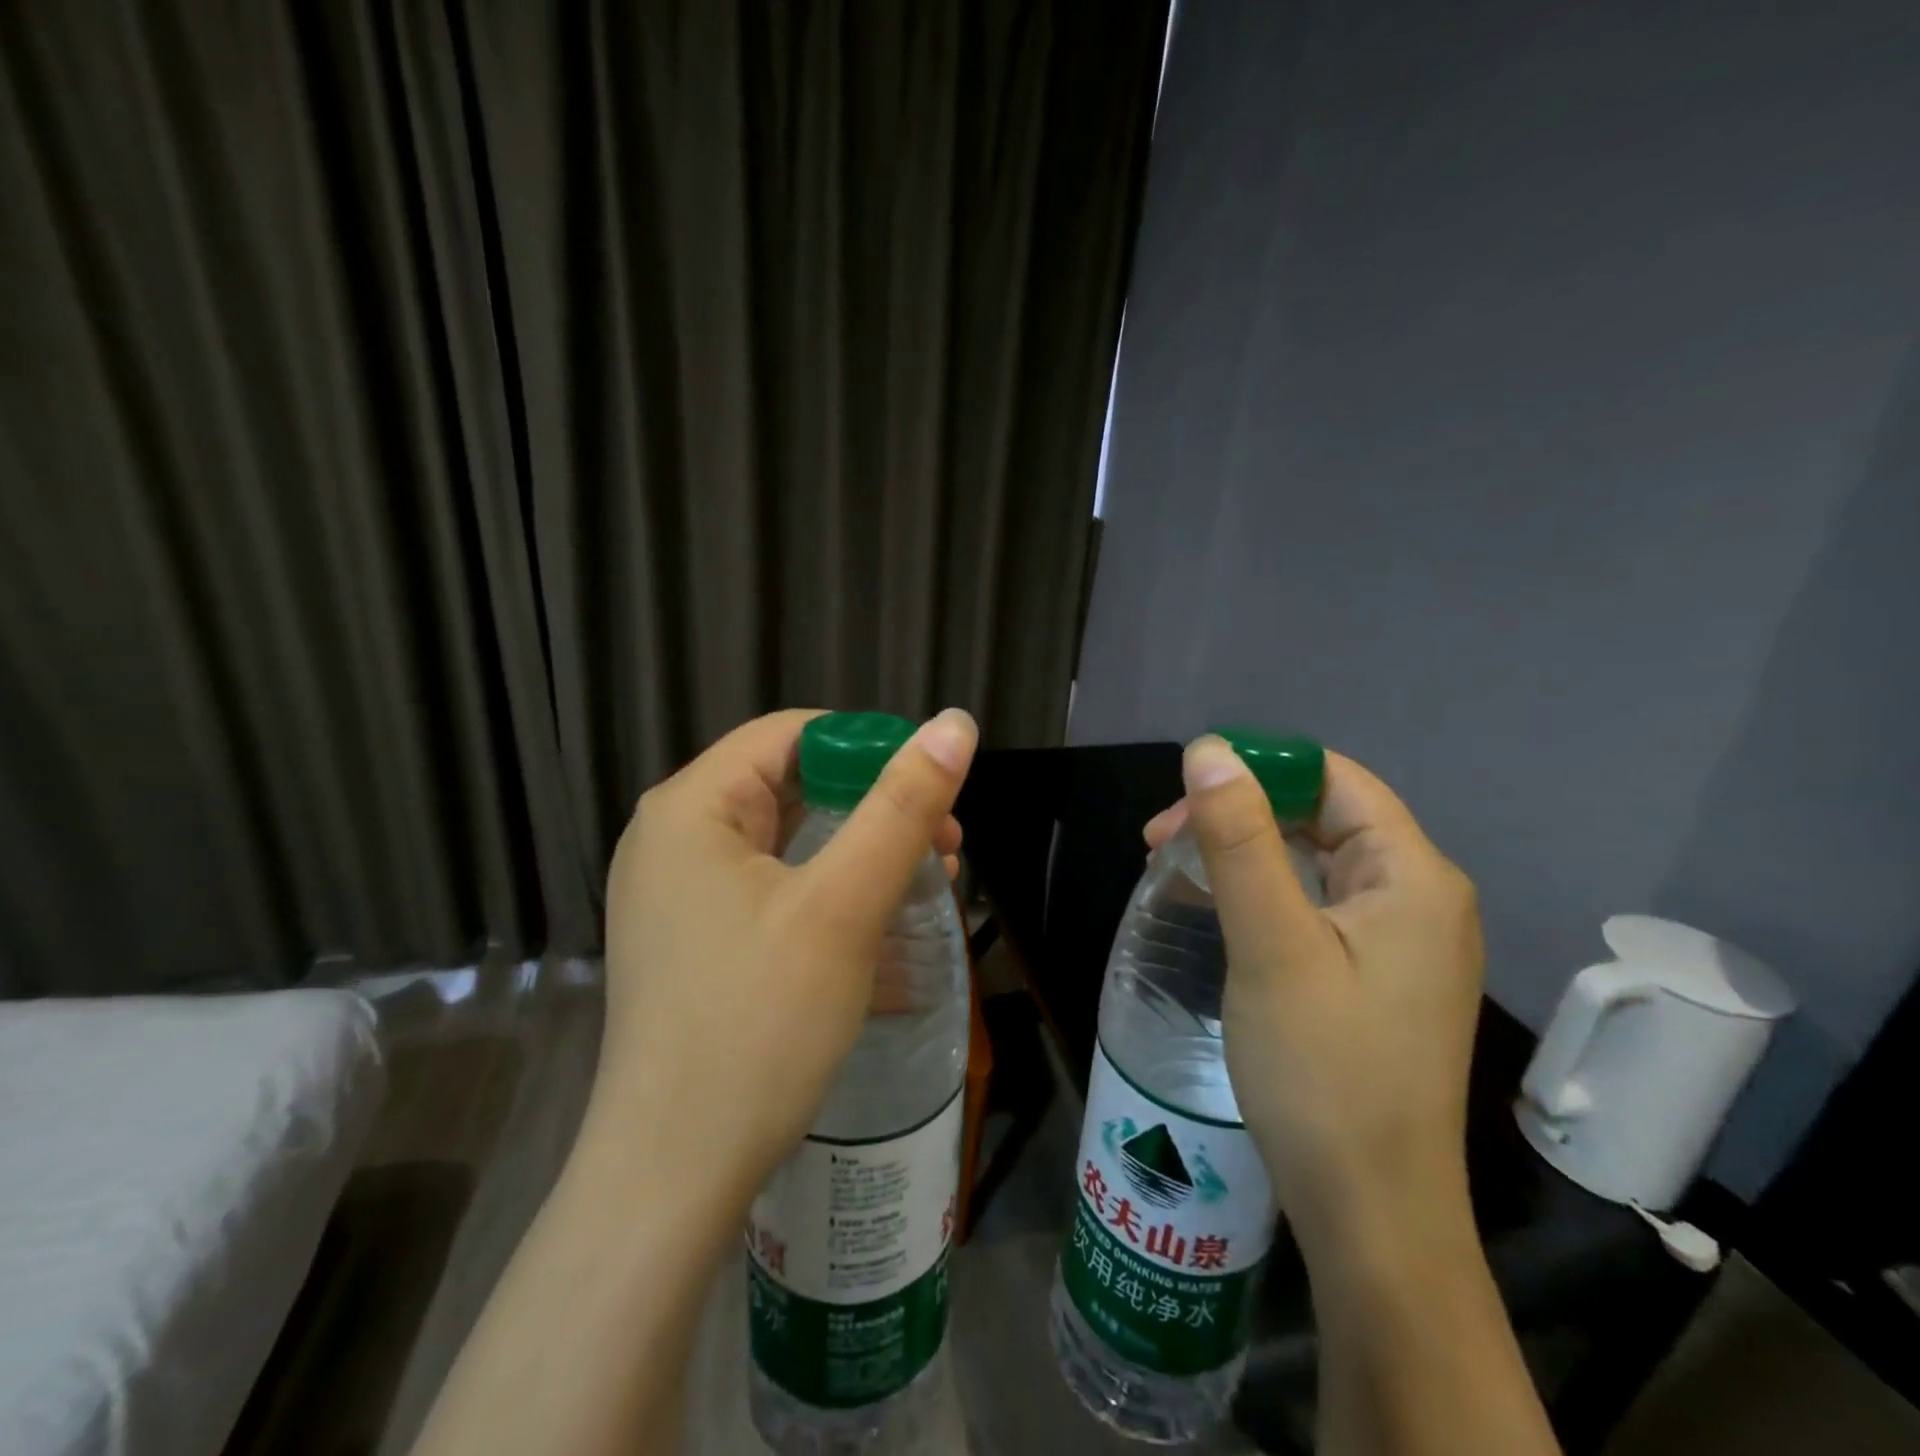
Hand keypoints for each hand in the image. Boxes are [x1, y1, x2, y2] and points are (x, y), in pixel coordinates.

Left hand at [592, 707, 976, 1206]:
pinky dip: (833, 899)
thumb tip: (955, 723)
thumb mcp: (843, 905)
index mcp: (692, 807)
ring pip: (791, 845)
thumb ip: (902, 807)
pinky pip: (776, 894)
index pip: (794, 735)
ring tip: (930, 887)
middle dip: (877, 811)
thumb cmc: (758, 1024)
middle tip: (945, 849)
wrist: (674, 1178)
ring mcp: (682, 895)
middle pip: (794, 788)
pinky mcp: (698, 942)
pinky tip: (886, 933)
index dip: (872, 749)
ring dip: (864, 858)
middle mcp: (676, 839)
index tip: (935, 792)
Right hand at [1149, 738, 1483, 1255]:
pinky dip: (1264, 892)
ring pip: (1315, 860)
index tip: (1182, 797)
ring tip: (1178, 869)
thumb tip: (1209, 749)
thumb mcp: (1271, 944)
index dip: (1258, 769)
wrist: (1371, 1213)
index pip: (1333, 778)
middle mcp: (1419, 897)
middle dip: (1240, 813)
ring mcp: (1401, 940)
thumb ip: (1240, 839)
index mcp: (1412, 875)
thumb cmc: (1322, 1071)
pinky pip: (1317, 904)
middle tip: (1161, 841)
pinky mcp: (1377, 975)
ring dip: (1245, 852)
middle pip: (1323, 816)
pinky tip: (1221, 909)